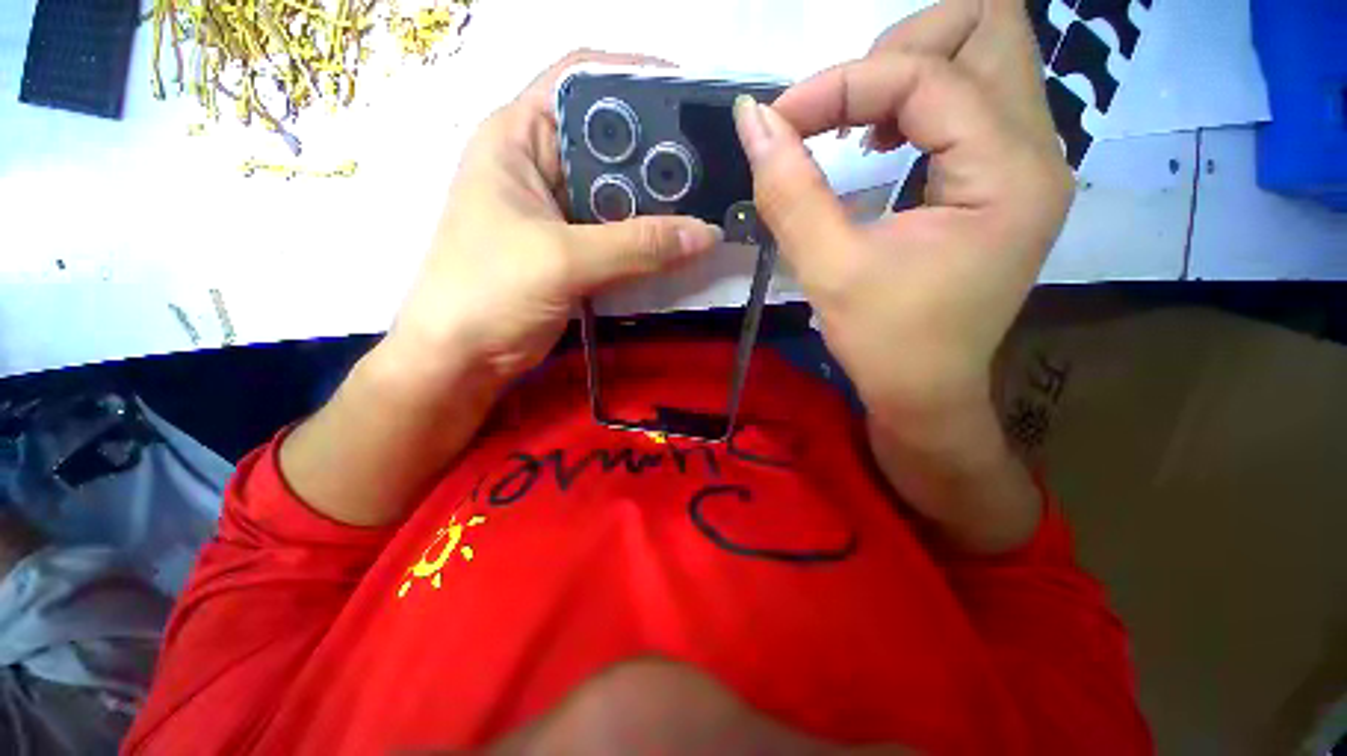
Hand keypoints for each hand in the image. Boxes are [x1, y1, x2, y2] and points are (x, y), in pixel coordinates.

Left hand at [383, 50, 722, 393]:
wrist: (464, 358)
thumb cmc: (489, 293)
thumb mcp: (562, 261)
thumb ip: (637, 246)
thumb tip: (706, 233)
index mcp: (518, 137)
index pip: (582, 81)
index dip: (636, 80)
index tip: (690, 100)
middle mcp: (541, 164)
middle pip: (610, 140)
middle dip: (658, 151)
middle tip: (711, 165)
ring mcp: (559, 210)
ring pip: (619, 192)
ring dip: (658, 201)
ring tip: (706, 201)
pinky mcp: (574, 248)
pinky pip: (619, 232)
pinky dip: (648, 237)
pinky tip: (680, 240)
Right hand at [734, 0, 1071, 425]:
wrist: (925, 392)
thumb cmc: (884, 345)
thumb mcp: (829, 271)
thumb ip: (788, 192)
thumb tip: (749, 119)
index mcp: (1007, 175)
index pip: (927, 75)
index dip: (841, 84)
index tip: (778, 123)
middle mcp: (1036, 151)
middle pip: (987, 26)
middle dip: (897, 49)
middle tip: (840, 107)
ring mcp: (1026, 161)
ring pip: (981, 53)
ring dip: (906, 70)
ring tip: (855, 127)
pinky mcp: (1001, 177)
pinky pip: (969, 98)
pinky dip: (916, 101)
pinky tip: (879, 146)